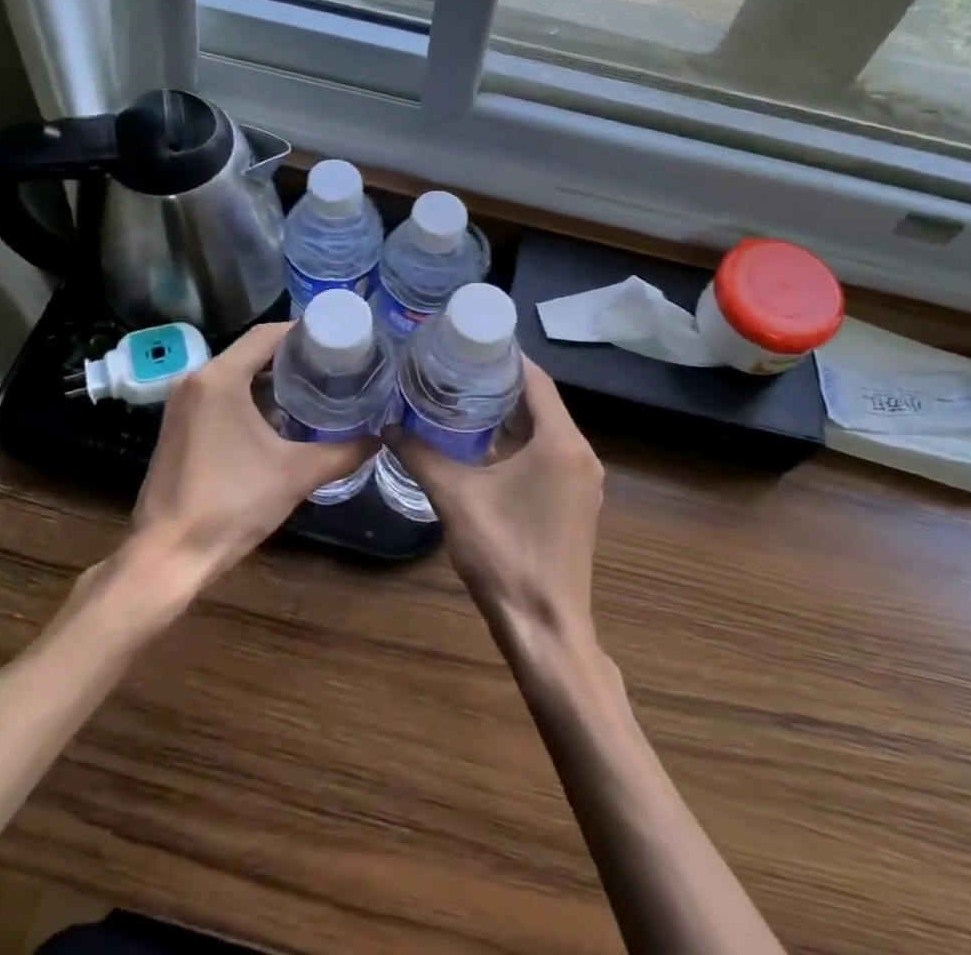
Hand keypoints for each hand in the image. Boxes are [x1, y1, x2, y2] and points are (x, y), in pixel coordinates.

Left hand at [129, 321, 376, 586]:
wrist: (168, 555)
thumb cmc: (232, 505)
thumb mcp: (296, 475)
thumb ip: (343, 453)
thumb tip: (378, 439)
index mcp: (220, 378)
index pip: (267, 335)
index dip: (304, 331)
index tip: (337, 338)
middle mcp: (195, 380)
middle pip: (251, 351)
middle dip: (292, 355)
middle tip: (333, 364)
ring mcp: (181, 404)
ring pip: (234, 374)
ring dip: (270, 377)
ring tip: (314, 386)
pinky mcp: (178, 426)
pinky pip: (219, 394)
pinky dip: (249, 396)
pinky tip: (279, 416)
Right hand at [387, 357, 603, 646]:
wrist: (545, 630)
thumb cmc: (504, 556)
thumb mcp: (456, 498)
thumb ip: (421, 456)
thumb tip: (388, 426)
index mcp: (561, 443)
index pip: (536, 380)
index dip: (506, 357)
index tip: (471, 340)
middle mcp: (580, 454)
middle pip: (541, 403)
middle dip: (502, 384)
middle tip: (458, 366)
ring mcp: (582, 480)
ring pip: (546, 430)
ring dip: (511, 414)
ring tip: (464, 396)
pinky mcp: (576, 501)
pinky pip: (549, 454)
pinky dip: (521, 442)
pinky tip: (484, 444)